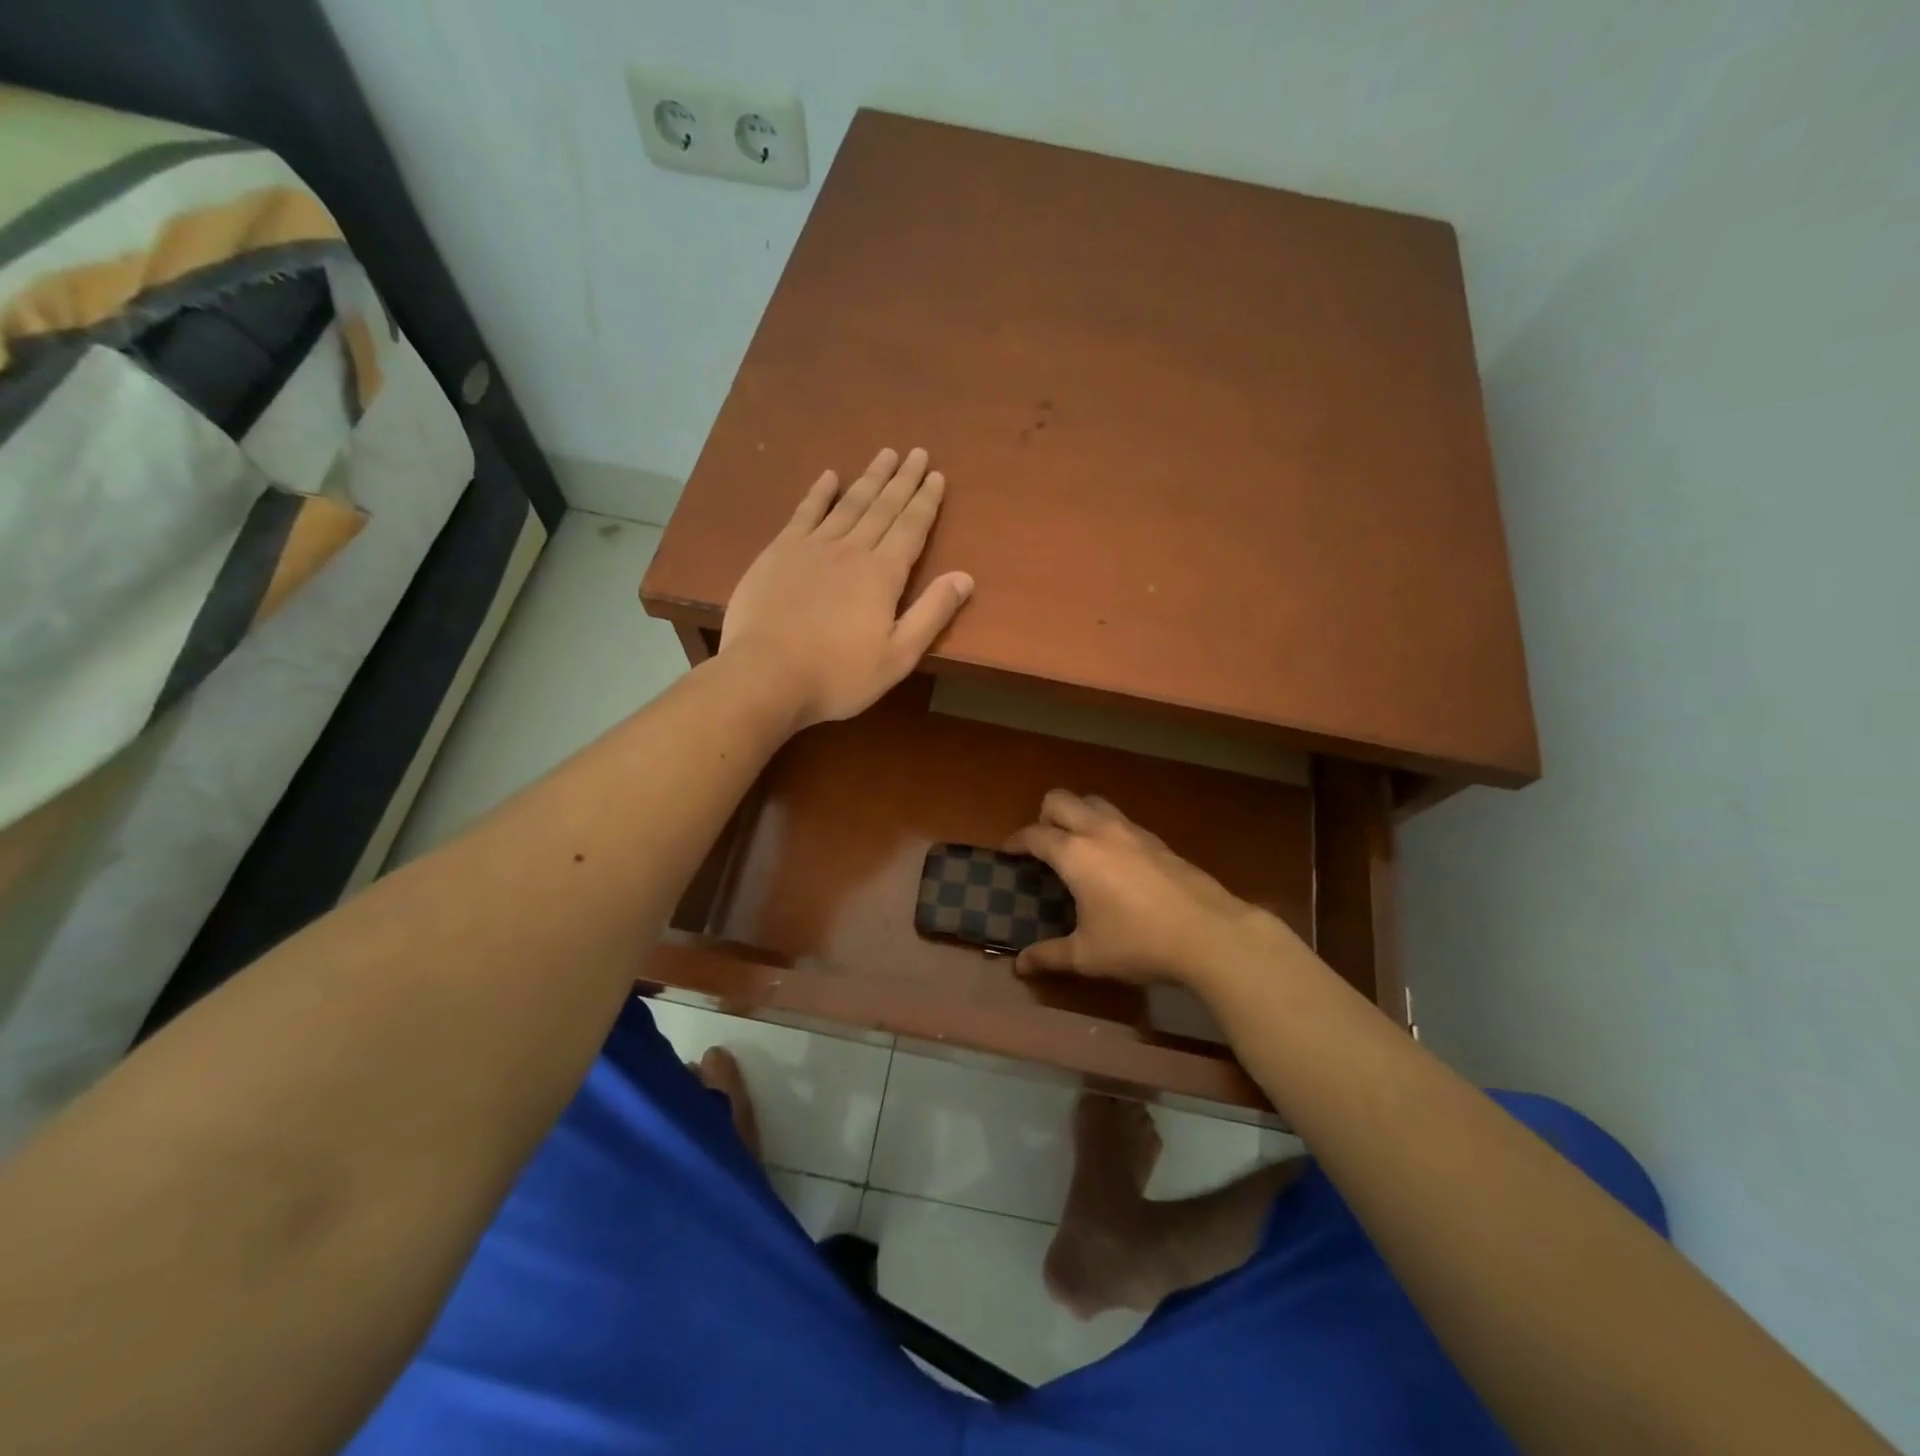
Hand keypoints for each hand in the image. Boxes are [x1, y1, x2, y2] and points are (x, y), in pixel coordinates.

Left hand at [721, 447, 973, 728]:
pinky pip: (804, 512)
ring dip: (869, 478)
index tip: (936, 475)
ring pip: (848, 503)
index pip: (911, 528)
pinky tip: (829, 477)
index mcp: (883, 574)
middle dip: (902, 480)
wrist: (766, 675)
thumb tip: (965, 577)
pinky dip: (819, 493)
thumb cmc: (838, 675)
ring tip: (885, 455)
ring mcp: (811, 547)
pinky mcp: (778, 553)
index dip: (926, 501)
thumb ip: (932, 614)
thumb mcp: (898, 656)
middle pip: (883, 507)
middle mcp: (851, 549)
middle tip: (916, 452)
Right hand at [1006, 791, 1296, 988]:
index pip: (1034, 834)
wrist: (1209, 933)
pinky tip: (1114, 863)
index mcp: (1075, 854)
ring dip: (1078, 816)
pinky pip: (1120, 820)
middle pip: (1060, 800)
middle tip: (1043, 846)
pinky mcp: (1157, 840)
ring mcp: (1132, 831)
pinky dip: (1106, 830)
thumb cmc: (1139, 943)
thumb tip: (1019, 966)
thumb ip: (1049, 955)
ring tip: (1077, 848)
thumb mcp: (1088, 955)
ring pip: (1094, 802)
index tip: (1008, 853)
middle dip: (1044, 816)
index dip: (1016, 841)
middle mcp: (1099, 831)